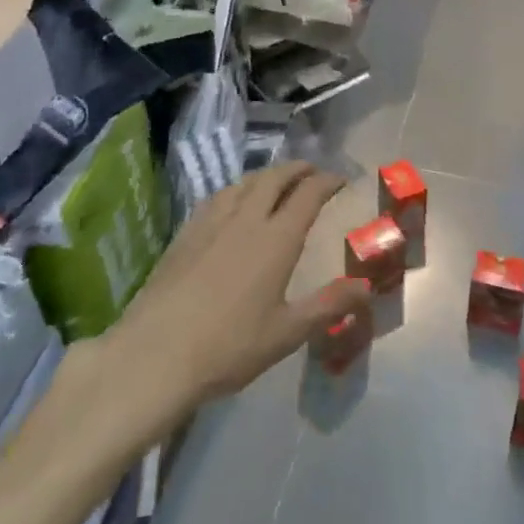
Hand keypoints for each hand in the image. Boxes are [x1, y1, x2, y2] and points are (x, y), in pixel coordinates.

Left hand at [107, 163, 370, 409]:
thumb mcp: (287, 333)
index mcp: (276, 239)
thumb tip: (367, 288)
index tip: (340, 178)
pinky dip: (236, 190)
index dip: (327, 181)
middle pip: (274, 179)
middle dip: (296, 169)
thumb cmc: (229, 346)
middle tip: (311, 171)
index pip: (308, 195)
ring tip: (275, 182)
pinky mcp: (184, 235)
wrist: (155, 354)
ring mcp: (210, 223)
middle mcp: (245, 220)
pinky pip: (216, 197)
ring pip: (242, 183)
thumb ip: (329, 305)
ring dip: (265, 176)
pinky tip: (231, 203)